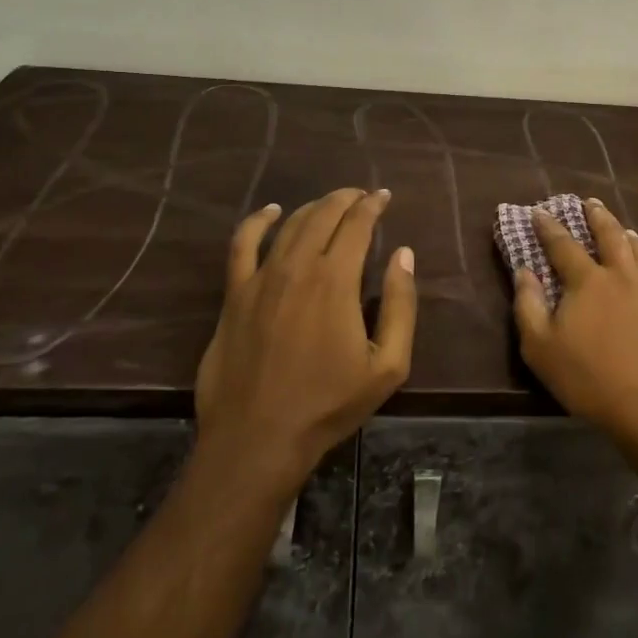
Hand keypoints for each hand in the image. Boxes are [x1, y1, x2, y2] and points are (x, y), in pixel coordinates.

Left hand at [196, 189, 417, 490]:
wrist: (258, 440)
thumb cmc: (329, 404)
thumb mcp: (388, 364)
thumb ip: (401, 305)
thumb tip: (404, 255)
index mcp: (336, 281)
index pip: (357, 224)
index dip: (372, 205)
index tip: (384, 197)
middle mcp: (297, 268)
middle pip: (323, 215)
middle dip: (346, 199)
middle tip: (362, 197)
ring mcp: (260, 279)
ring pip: (289, 225)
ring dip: (313, 207)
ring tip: (330, 204)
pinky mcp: (234, 296)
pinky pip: (242, 245)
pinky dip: (257, 222)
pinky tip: (270, 212)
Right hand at [512, 198, 637, 477]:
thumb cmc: (590, 379)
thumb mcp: (541, 349)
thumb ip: (528, 305)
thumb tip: (523, 270)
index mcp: (588, 280)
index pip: (563, 244)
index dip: (548, 227)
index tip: (539, 211)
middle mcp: (622, 273)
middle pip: (608, 234)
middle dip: (596, 216)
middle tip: (589, 202)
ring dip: (625, 232)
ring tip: (621, 227)